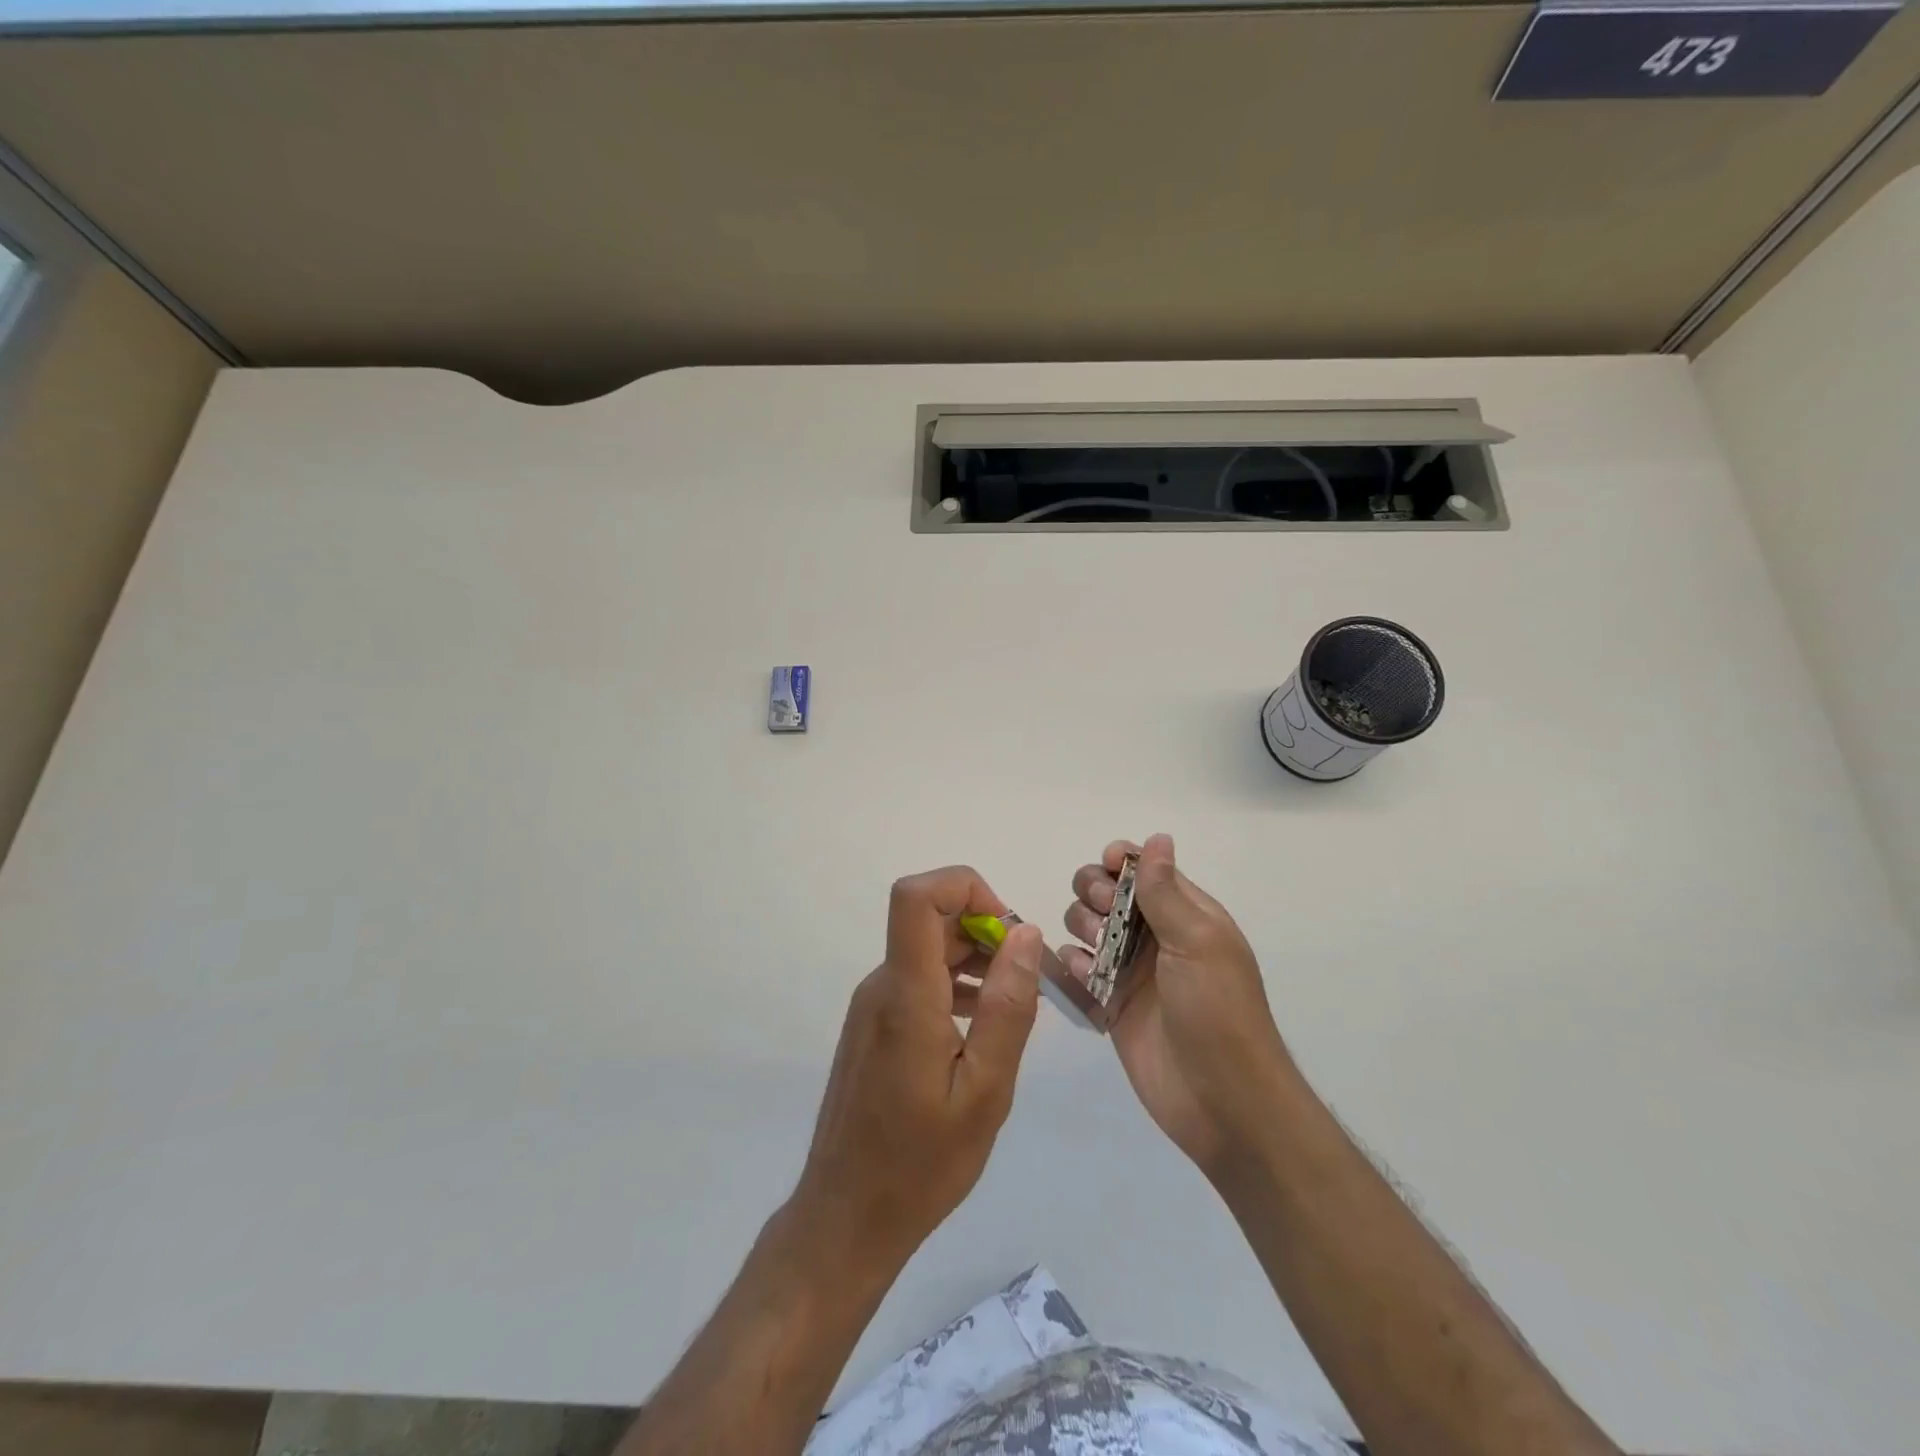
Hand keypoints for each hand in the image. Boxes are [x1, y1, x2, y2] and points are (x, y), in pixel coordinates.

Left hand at [792, 866, 1044, 1271]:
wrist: (846, 1217)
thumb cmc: (921, 1163)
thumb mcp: (985, 1090)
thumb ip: (1008, 1006)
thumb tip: (1025, 933)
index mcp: (905, 994)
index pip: (916, 896)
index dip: (965, 887)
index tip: (1008, 930)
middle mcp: (881, 986)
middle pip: (929, 919)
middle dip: (985, 929)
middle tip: (1026, 979)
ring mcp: (873, 1005)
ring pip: (926, 949)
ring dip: (974, 958)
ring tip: (1012, 1005)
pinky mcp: (874, 1025)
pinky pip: (917, 979)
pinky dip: (955, 983)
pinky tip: (981, 1025)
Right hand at [1062, 834, 1296, 1179]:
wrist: (1222, 1103)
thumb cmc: (1218, 1013)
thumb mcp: (1197, 943)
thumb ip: (1166, 891)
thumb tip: (1158, 837)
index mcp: (1187, 914)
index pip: (1145, 869)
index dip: (1120, 861)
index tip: (1106, 867)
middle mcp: (1156, 936)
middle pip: (1107, 892)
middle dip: (1094, 893)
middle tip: (1101, 916)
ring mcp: (1132, 970)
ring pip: (1087, 926)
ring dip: (1081, 927)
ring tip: (1093, 952)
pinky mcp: (1111, 1004)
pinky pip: (1078, 969)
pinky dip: (1071, 965)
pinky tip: (1080, 976)